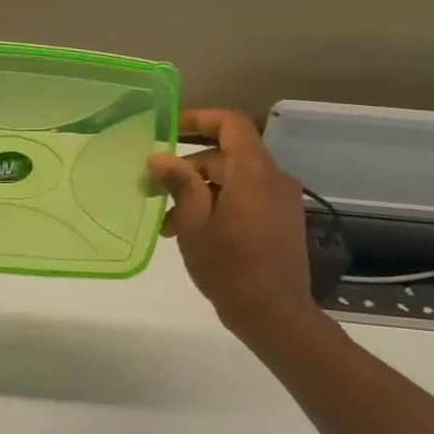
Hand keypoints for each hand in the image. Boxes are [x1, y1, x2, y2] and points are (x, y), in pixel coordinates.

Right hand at [148, 109, 330, 348]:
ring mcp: (280, 201)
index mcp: (254, 172)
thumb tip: (161, 158)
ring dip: (198, 192)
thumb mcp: (194, 223)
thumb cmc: (229, 266)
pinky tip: (191, 232)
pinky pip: (244, 198)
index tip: (168, 130)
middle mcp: (273, 179)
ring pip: (232, 180)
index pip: (230, 124)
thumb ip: (179, 184)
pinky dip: (217, 205)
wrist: (275, 315)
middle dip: (187, 168)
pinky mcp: (280, 221)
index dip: (198, 119)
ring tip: (168, 224)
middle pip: (226, 155)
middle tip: (153, 190)